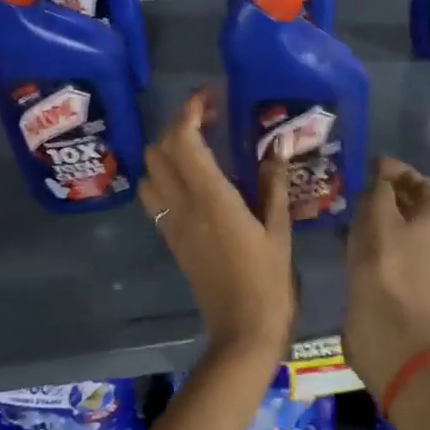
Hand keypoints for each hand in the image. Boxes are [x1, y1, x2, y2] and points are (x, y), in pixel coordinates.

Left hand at [140, 91, 294, 357]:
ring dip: (167, 152)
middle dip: (178, 126)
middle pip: (159, 150)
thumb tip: (277, 146)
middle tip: (211, 121)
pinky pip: (155, 197)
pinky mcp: (171, 239)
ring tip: (200, 149)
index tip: (210, 98)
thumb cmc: (269, 281)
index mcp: (211, 198)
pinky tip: (196, 181)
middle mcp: (182, 205)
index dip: (190, 111)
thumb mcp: (279, 229)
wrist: (242, 331)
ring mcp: (171, 223)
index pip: (183, 139)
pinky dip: (166, 176)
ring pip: (150, 172)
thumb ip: (273, 184)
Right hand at [344, 158, 429, 399]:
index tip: (376, 167)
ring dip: (375, 216)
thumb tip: (381, 170)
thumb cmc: (385, 261)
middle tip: (357, 185)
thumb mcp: (379, 213)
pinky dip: (367, 238)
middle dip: (388, 193)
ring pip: (396, 229)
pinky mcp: (394, 280)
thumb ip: (380, 187)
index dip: (405, 172)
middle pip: (413, 207)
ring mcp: (413, 262)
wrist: (384, 323)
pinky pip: (383, 249)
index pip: (427, 186)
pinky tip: (345, 236)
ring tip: (347, 207)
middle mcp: (429, 239)